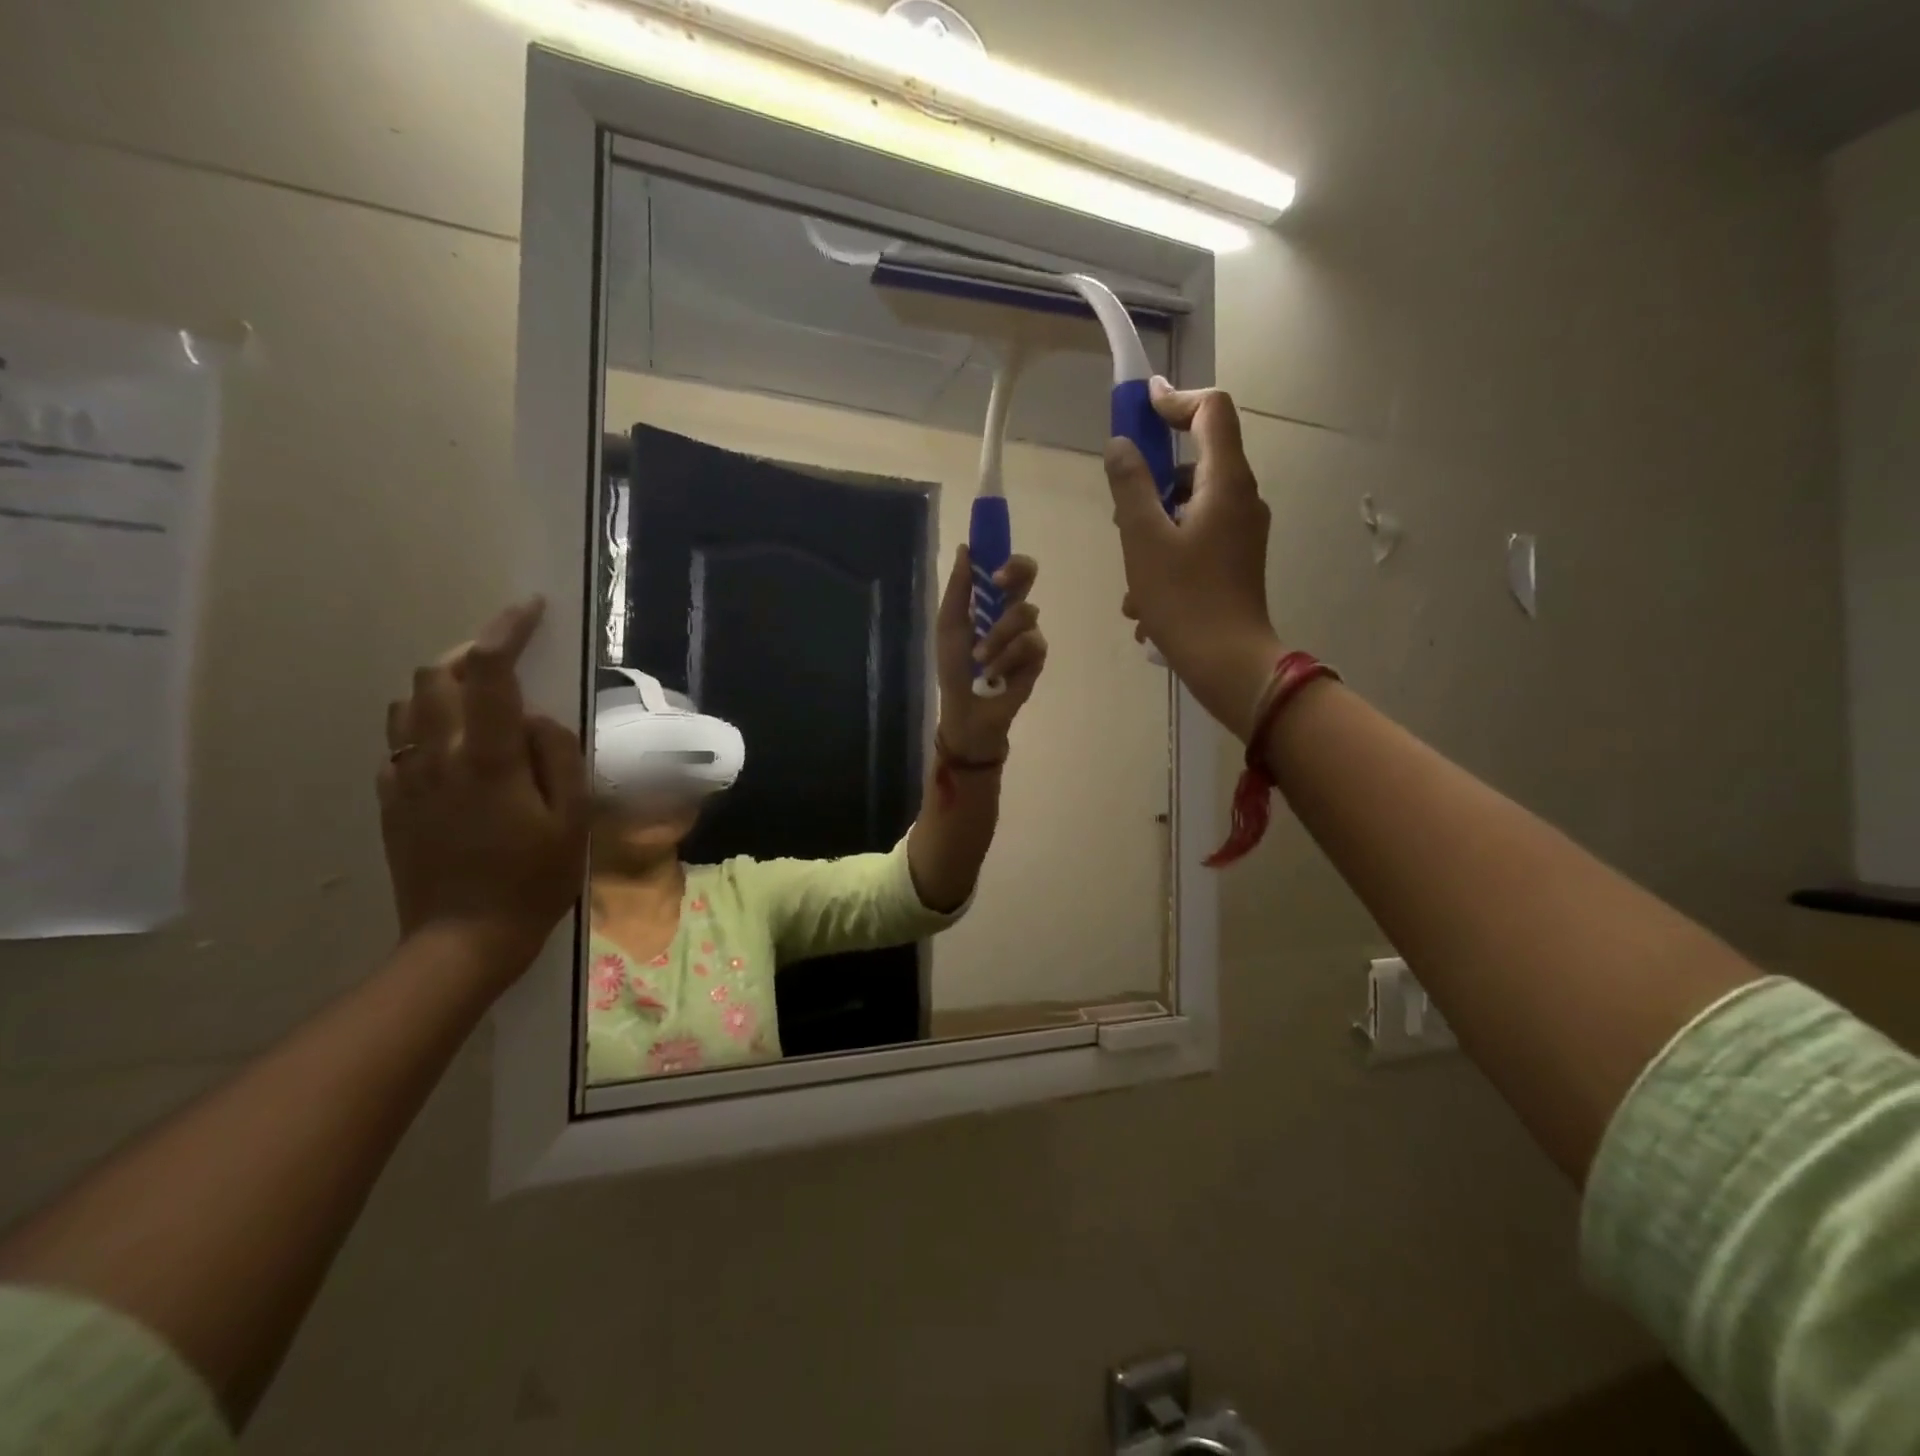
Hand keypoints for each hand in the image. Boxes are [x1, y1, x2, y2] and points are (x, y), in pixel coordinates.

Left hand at [379, 598, 589, 984]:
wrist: (462, 940)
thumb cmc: (533, 880)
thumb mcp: (572, 820)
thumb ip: (560, 757)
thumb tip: (539, 717)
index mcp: (487, 759)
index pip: (491, 672)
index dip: (508, 630)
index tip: (530, 608)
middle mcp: (437, 756)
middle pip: (436, 674)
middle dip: (472, 653)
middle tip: (509, 662)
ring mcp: (406, 778)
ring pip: (409, 702)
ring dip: (446, 685)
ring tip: (483, 700)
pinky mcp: (392, 800)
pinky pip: (401, 741)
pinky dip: (429, 724)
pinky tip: (457, 749)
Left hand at [934, 546, 1047, 760]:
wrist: (967, 709)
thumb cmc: (954, 668)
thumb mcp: (949, 626)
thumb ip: (959, 589)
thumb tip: (965, 549)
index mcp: (989, 601)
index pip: (1006, 567)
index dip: (1005, 555)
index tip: (992, 561)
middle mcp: (1012, 611)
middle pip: (1029, 575)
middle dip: (1016, 573)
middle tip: (999, 585)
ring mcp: (1027, 633)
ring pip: (1024, 614)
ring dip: (997, 637)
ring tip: (979, 660)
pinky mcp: (1037, 657)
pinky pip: (1029, 643)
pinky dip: (1007, 658)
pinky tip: (994, 674)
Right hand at [1104, 380, 1281, 740]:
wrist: (1228, 664)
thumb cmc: (1184, 599)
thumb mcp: (1143, 540)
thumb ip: (1130, 486)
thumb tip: (1120, 445)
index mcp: (1226, 483)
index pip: (1212, 410)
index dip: (1175, 399)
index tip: (1140, 406)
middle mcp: (1242, 500)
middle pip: (1197, 463)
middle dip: (1152, 483)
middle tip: (1119, 515)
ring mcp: (1242, 534)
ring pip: (1190, 510)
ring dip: (1153, 531)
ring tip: (1129, 578)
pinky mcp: (1236, 563)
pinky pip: (1196, 541)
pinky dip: (1167, 558)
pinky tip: (1144, 604)